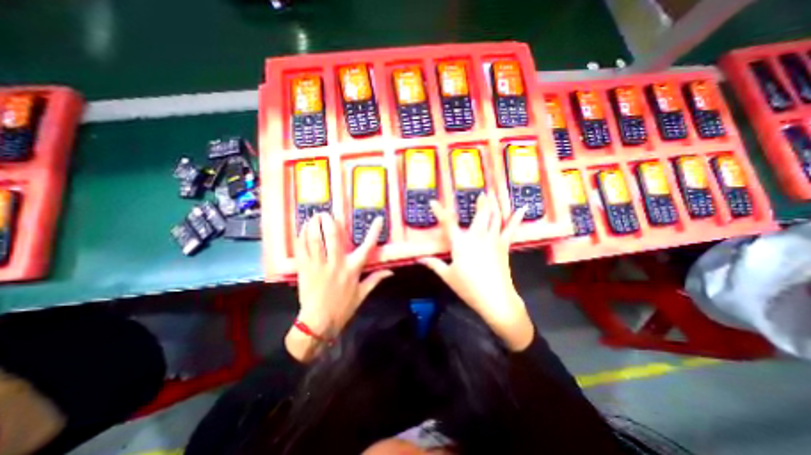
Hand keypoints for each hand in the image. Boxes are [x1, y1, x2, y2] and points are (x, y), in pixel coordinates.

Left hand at [287, 214, 395, 361]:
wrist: (319, 323)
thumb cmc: (343, 308)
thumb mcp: (362, 294)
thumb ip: (376, 279)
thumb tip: (391, 271)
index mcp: (353, 269)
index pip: (367, 247)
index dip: (374, 232)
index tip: (378, 219)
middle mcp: (336, 264)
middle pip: (333, 237)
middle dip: (330, 221)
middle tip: (326, 213)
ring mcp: (319, 266)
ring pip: (315, 240)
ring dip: (313, 226)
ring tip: (313, 216)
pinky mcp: (304, 270)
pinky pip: (302, 250)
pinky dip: (301, 238)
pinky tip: (302, 230)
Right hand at [418, 194, 536, 348]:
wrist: (495, 298)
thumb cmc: (468, 287)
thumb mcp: (448, 276)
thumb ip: (434, 264)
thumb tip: (420, 259)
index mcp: (460, 243)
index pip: (447, 223)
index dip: (440, 211)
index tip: (434, 202)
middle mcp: (477, 236)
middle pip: (480, 214)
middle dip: (481, 202)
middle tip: (481, 192)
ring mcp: (493, 239)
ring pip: (495, 216)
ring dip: (495, 204)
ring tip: (495, 193)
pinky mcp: (504, 245)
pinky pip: (510, 228)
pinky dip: (516, 218)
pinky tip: (522, 208)